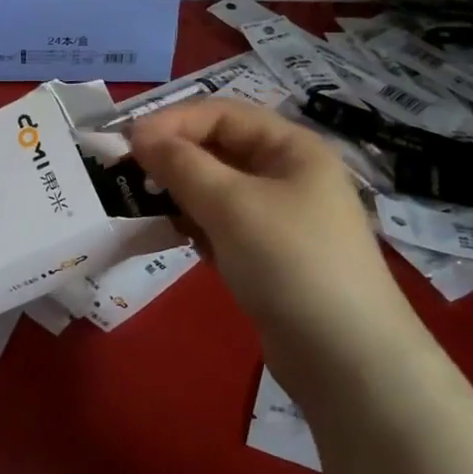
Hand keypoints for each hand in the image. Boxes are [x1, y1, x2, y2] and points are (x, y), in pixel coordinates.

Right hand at [127, 98, 417, 398]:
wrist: (346, 359)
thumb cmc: (290, 262)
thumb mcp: (231, 205)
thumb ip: (181, 165)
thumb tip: (138, 134)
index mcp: (291, 147)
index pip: (221, 114)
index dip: (172, 122)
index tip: (126, 143)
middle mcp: (287, 174)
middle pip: (218, 149)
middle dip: (173, 158)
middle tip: (126, 175)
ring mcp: (279, 217)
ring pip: (216, 189)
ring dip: (180, 194)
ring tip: (144, 208)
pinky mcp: (267, 255)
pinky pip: (221, 225)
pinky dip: (196, 226)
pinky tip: (174, 239)